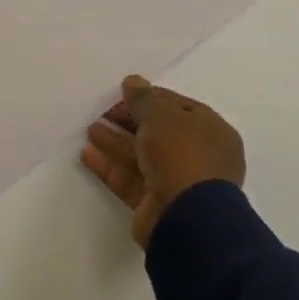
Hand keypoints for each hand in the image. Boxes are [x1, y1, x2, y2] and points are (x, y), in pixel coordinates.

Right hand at [82, 75, 245, 248]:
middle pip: (158, 133)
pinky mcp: (155, 204)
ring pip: (142, 157)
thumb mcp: (161, 117)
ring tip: (90, 129)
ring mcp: (177, 182)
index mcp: (211, 132)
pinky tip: (87, 154)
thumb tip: (132, 81)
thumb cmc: (182, 155)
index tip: (123, 93)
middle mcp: (198, 157)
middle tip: (102, 111)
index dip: (151, 98)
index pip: (179, 108)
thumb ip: (143, 98)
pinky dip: (110, 166)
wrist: (187, 218)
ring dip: (116, 142)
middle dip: (130, 121)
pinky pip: (130, 180)